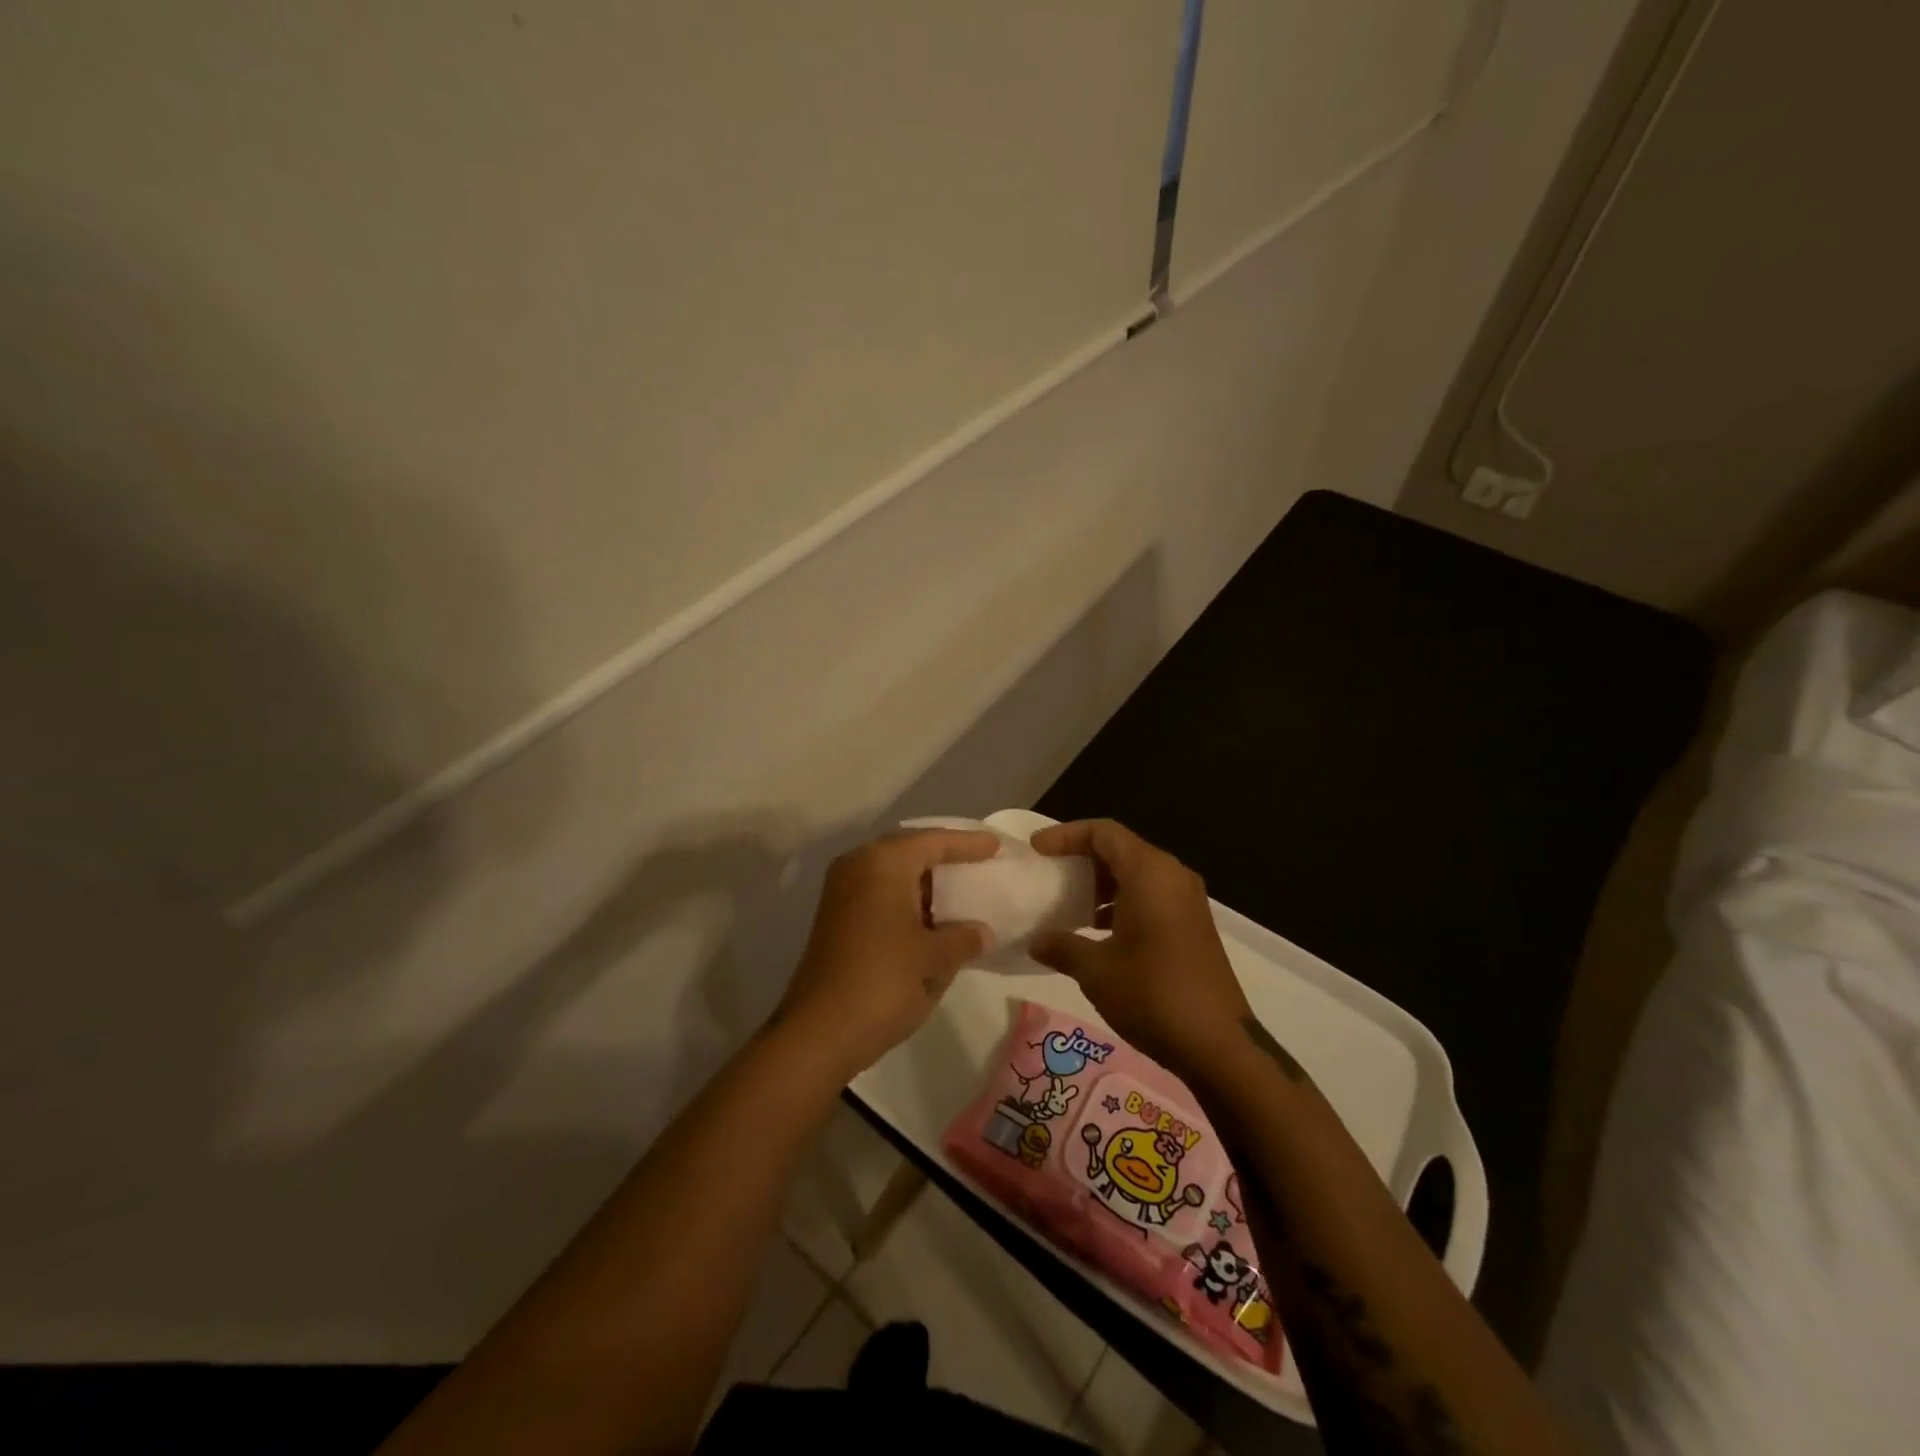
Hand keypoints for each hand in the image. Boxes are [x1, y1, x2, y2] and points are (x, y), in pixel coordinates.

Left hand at [775, 828, 998, 1080]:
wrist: (818, 1033)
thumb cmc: (883, 983)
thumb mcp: (935, 959)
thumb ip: (964, 938)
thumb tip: (981, 932)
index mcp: (883, 863)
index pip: (933, 841)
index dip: (967, 843)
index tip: (995, 845)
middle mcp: (858, 866)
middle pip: (909, 851)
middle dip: (944, 857)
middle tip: (978, 862)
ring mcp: (841, 893)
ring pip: (893, 874)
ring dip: (925, 882)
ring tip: (961, 891)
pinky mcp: (836, 919)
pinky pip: (880, 894)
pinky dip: (907, 900)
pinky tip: (932, 919)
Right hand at [1028, 819, 1249, 1076]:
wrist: (1218, 1045)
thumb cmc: (1152, 995)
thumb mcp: (1096, 970)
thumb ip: (1062, 946)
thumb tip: (1036, 941)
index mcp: (1150, 873)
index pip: (1104, 832)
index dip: (1067, 835)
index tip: (1037, 850)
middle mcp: (1172, 877)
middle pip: (1121, 849)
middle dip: (1082, 858)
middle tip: (1049, 874)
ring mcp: (1186, 902)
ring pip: (1136, 874)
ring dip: (1101, 883)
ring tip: (1067, 904)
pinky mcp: (1192, 926)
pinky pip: (1150, 896)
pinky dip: (1120, 902)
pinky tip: (1096, 931)